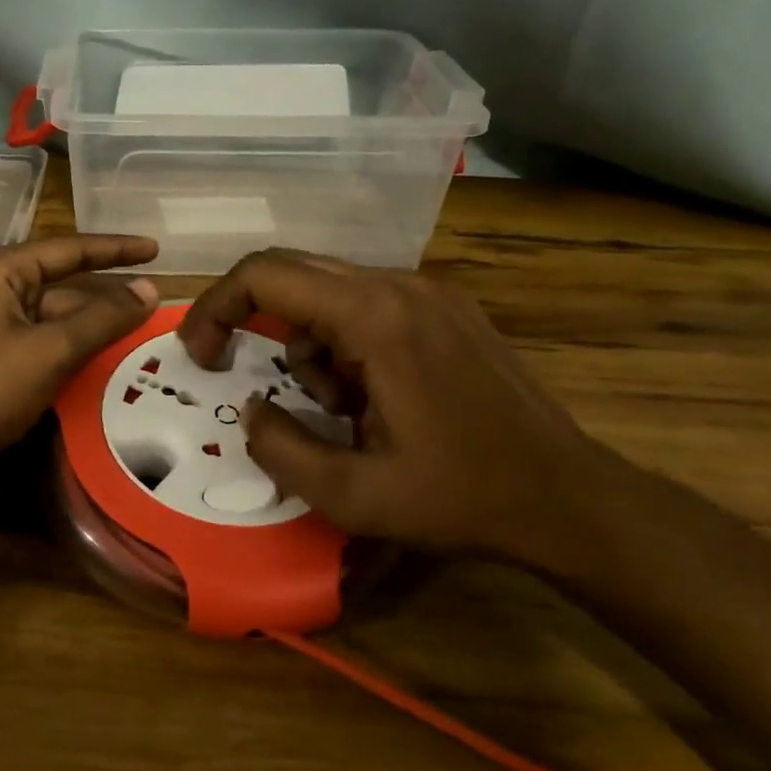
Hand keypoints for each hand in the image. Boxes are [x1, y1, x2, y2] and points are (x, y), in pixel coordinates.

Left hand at [0, 235, 159, 478]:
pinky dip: (74, 354)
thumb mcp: (51, 349)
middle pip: (64, 287)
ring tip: (144, 337)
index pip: (68, 250)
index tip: (156, 250)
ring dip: (95, 330)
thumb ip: (104, 319)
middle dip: (108, 299)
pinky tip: (107, 366)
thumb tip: (150, 290)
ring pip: (55, 321)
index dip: (115, 249)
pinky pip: (43, 348)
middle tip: (158, 307)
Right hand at [177, 250, 600, 565]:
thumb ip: (280, 449)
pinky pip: (367, 304)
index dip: (215, 307)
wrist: (569, 498)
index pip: (265, 275)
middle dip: (255, 322)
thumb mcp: (353, 496)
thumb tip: (251, 409)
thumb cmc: (461, 498)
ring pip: (329, 292)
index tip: (201, 355)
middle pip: (293, 272)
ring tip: (339, 410)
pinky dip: (344, 343)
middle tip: (244, 375)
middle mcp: (400, 285)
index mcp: (375, 317)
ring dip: (309, 344)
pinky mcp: (448, 308)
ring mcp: (430, 291)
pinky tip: (373, 397)